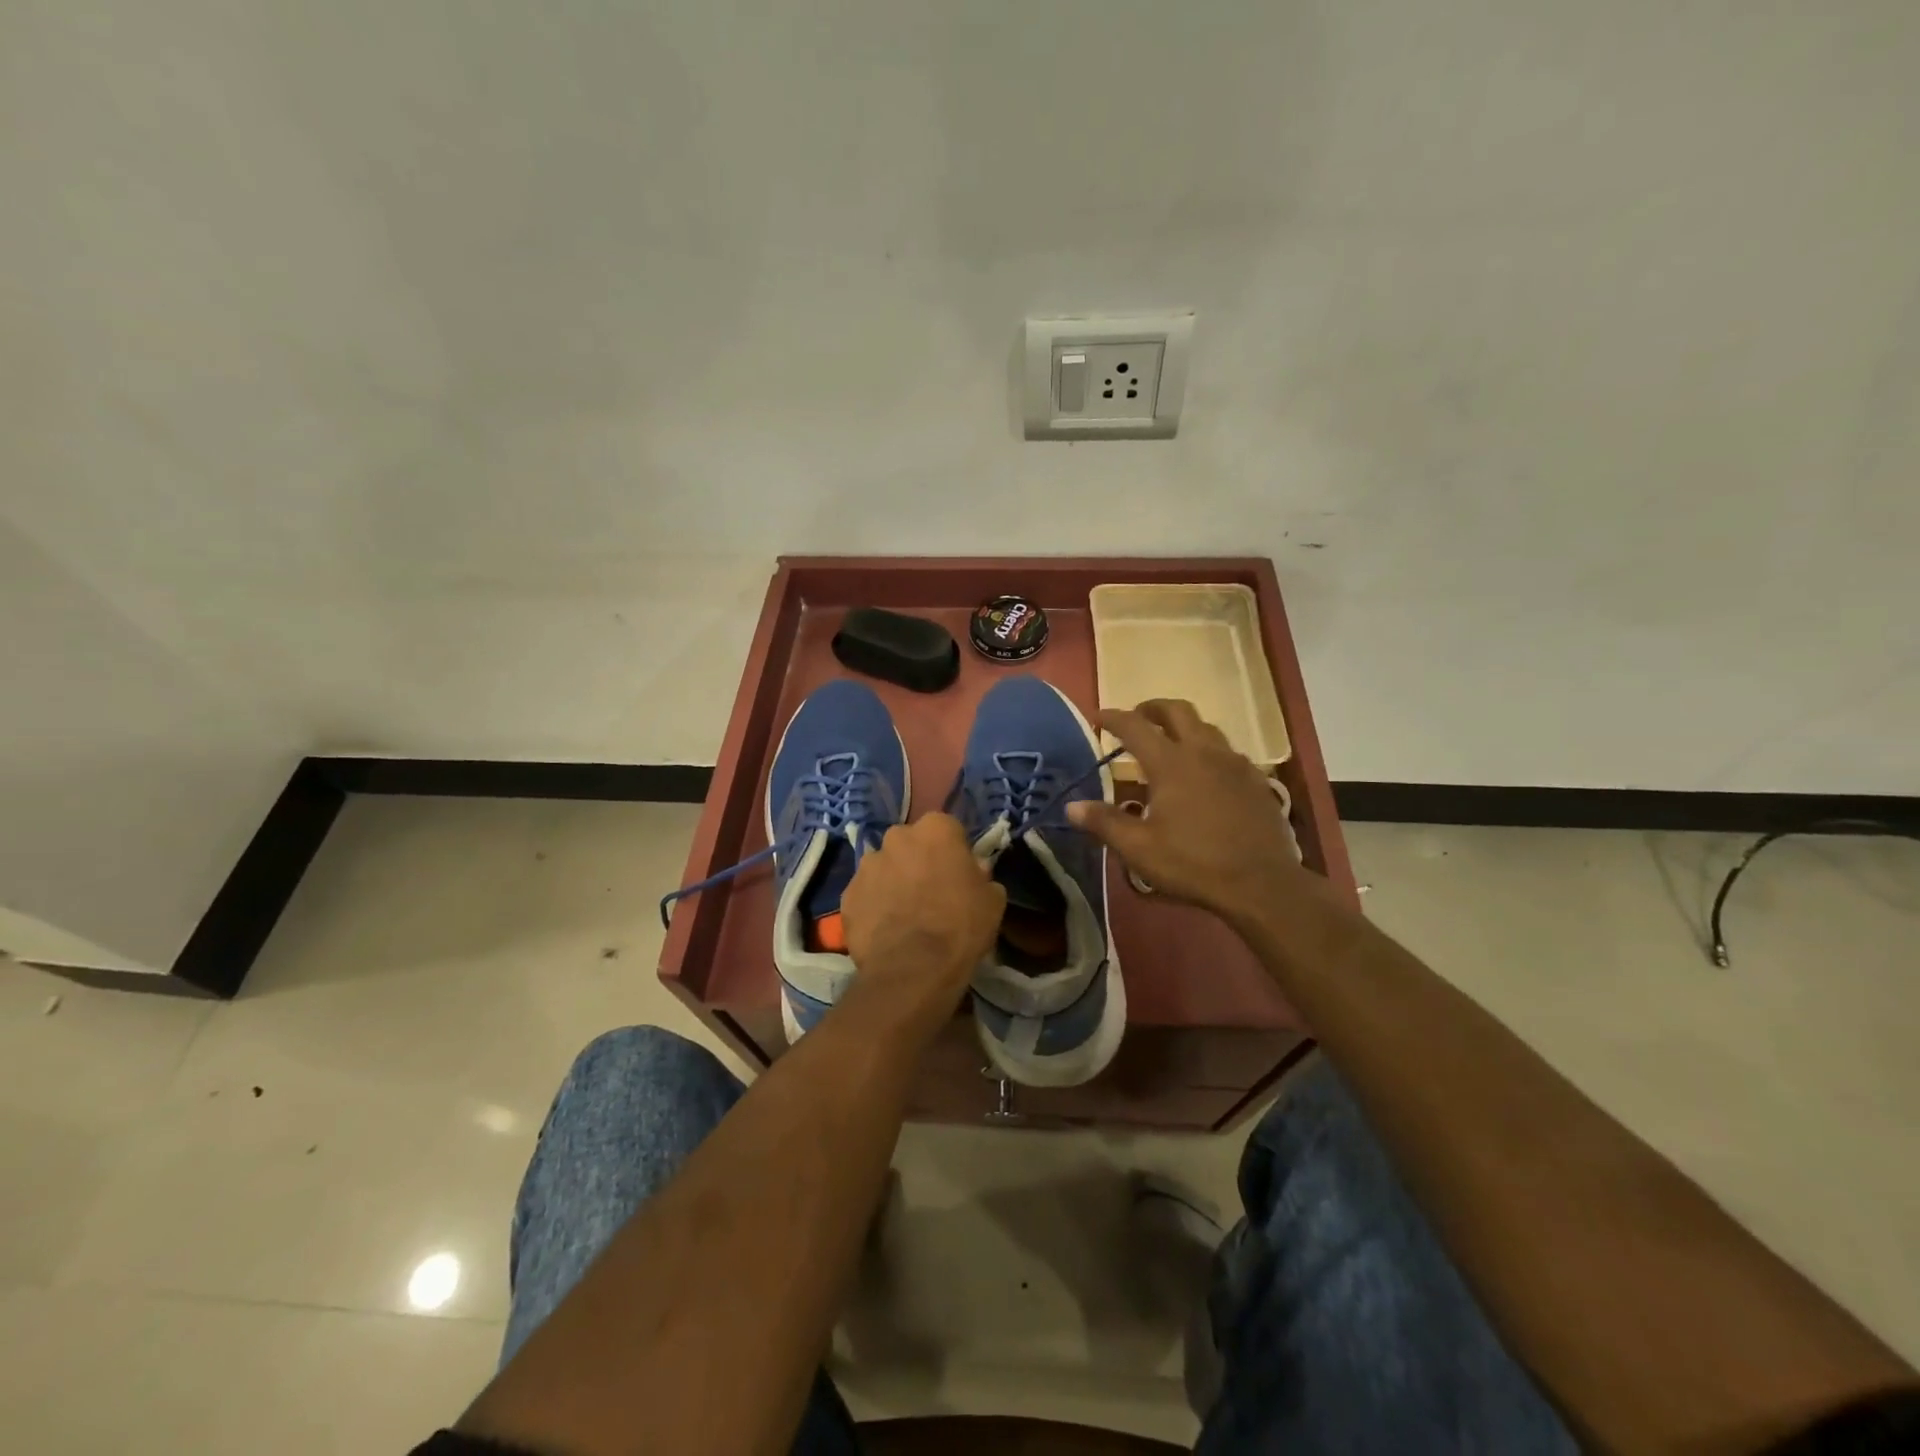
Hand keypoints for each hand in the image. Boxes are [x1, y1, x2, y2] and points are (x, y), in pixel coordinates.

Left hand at [841, 812, 1005, 1012]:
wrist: (914, 969)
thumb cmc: (961, 926)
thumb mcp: (992, 900)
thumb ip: (981, 875)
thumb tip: (974, 870)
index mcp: (936, 829)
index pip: (947, 829)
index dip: (953, 852)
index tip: (958, 874)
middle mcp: (897, 836)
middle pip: (911, 843)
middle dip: (918, 860)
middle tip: (930, 891)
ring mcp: (867, 864)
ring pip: (884, 866)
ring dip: (893, 881)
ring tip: (904, 913)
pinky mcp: (847, 893)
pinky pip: (866, 893)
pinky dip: (873, 905)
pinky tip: (885, 929)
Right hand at [1068, 700, 1311, 926]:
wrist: (1262, 884)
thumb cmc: (1194, 864)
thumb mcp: (1139, 849)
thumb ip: (1104, 823)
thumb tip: (1071, 807)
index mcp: (1171, 763)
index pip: (1135, 727)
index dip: (1113, 718)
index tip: (1098, 717)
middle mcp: (1204, 752)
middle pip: (1177, 711)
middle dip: (1152, 709)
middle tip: (1137, 718)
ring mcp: (1235, 764)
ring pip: (1207, 728)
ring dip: (1184, 727)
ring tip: (1171, 744)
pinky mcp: (1256, 781)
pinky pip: (1228, 752)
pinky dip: (1208, 751)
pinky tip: (1206, 775)